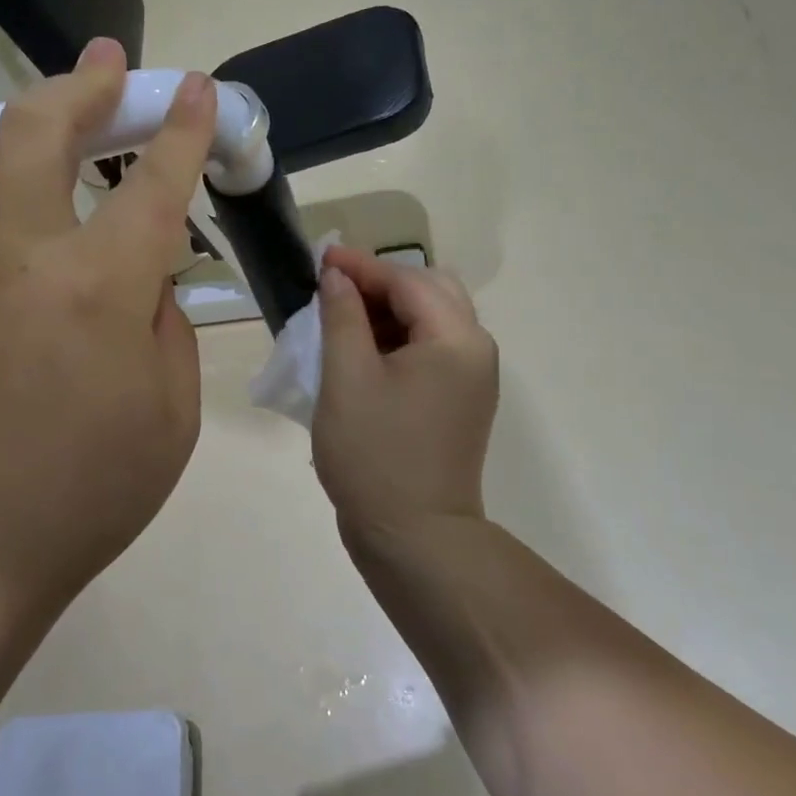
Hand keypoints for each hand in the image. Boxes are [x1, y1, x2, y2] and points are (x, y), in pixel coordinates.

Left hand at [0, 40, 215, 622]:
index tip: (195, 87)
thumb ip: (166, 324)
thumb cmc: (94, 492)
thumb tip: (148, 280)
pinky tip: (60, 286)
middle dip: (79, 85)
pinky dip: (40, 241)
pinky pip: (4, 254)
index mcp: (97, 290)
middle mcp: (23, 262)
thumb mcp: (173, 412)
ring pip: (14, 193)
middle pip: (34, 135)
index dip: (179, 130)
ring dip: (55, 161)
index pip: (149, 185)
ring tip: (95, 164)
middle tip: (109, 58)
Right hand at [312, 247, 499, 541]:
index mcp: (455, 339)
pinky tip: (364, 351)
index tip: (320, 258)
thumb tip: (338, 278)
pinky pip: (432, 351)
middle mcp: (475, 350)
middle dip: (381, 284)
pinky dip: (399, 340)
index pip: (408, 281)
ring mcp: (472, 379)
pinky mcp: (460, 402)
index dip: (361, 267)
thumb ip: (342, 317)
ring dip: (390, 311)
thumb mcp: (346, 379)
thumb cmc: (374, 454)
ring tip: (342, 318)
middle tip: (334, 289)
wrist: (415, 537)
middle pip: (431, 292)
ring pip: (432, 321)